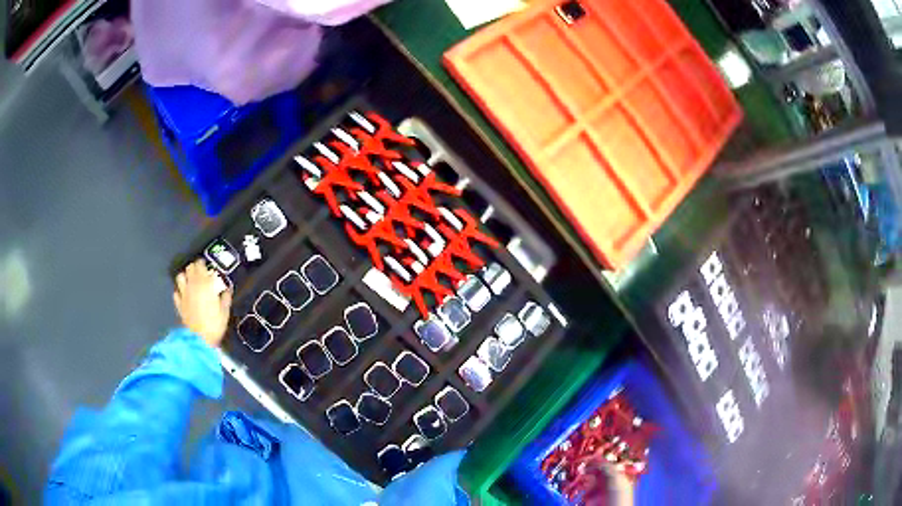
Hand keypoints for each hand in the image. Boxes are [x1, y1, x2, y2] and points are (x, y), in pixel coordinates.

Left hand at [174, 259, 232, 347]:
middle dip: (195, 267)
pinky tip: (184, 294)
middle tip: (200, 271)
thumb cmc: (214, 325)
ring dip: (185, 276)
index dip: (204, 263)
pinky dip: (180, 291)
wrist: (199, 340)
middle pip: (190, 268)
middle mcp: (192, 286)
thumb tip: (227, 289)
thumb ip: (225, 297)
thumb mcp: (225, 311)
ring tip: (190, 280)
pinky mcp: (179, 304)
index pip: (201, 265)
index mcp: (204, 284)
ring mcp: (183, 294)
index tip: (208, 266)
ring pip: (180, 276)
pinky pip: (176, 292)